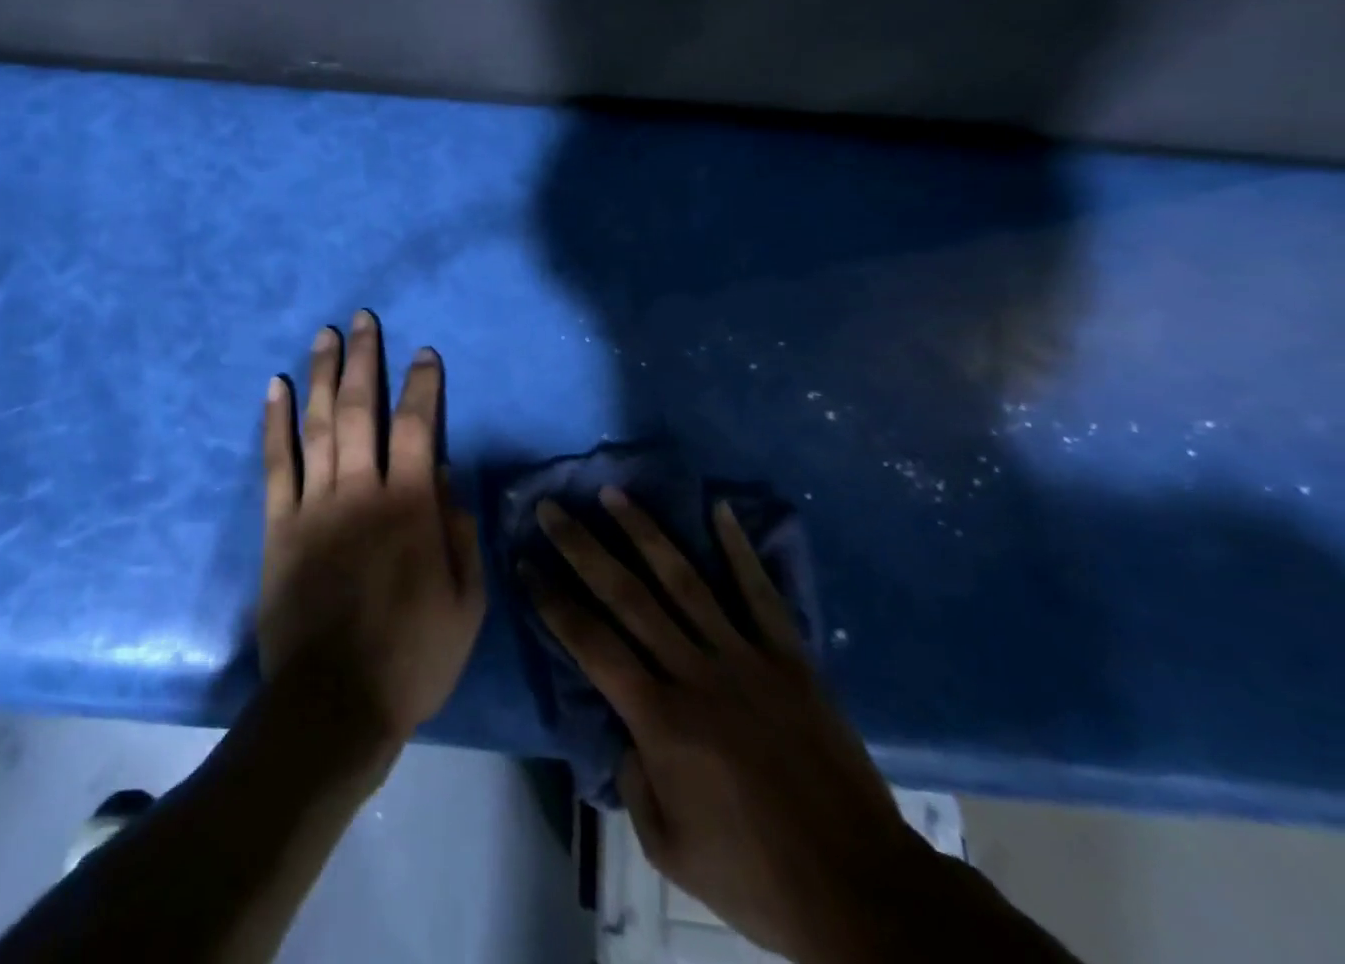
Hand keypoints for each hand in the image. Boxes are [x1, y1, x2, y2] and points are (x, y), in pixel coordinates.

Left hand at [259, 312, 486, 750]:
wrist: (334, 704)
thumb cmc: (412, 658)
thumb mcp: (465, 603)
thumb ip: (459, 532)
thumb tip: (446, 476)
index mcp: (410, 507)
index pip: (420, 426)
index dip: (423, 385)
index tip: (424, 353)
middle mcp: (360, 491)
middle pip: (360, 409)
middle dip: (364, 360)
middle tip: (362, 319)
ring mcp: (314, 504)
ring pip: (317, 424)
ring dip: (321, 375)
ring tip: (324, 335)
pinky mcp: (278, 525)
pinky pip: (275, 463)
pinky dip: (274, 422)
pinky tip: (274, 386)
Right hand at [529, 491, 927, 963]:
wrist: (864, 894)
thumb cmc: (757, 878)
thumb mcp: (669, 849)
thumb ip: (633, 780)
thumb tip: (626, 730)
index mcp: (660, 721)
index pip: (590, 643)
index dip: (551, 600)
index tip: (525, 561)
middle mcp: (695, 674)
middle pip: (626, 596)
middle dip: (582, 548)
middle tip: (552, 508)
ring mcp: (745, 660)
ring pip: (684, 581)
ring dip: (644, 533)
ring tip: (613, 494)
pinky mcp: (790, 660)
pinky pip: (760, 595)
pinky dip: (739, 550)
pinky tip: (719, 509)